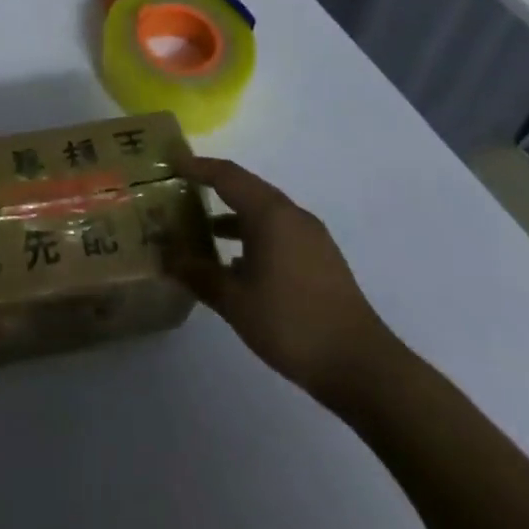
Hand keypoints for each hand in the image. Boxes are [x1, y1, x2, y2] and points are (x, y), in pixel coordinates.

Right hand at [173, 155, 398, 412]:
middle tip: (184, 190)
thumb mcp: (236, 302)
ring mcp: (311, 236)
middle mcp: (292, 214)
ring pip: (264, 211)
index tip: (172, 162)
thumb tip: (167, 258)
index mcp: (270, 214)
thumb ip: (199, 275)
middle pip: (247, 188)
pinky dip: (254, 234)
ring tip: (204, 229)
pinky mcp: (321, 258)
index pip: (227, 176)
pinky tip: (239, 264)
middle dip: (214, 186)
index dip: (198, 166)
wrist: (361, 366)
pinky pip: (279, 231)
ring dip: (235, 214)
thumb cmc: (292, 324)